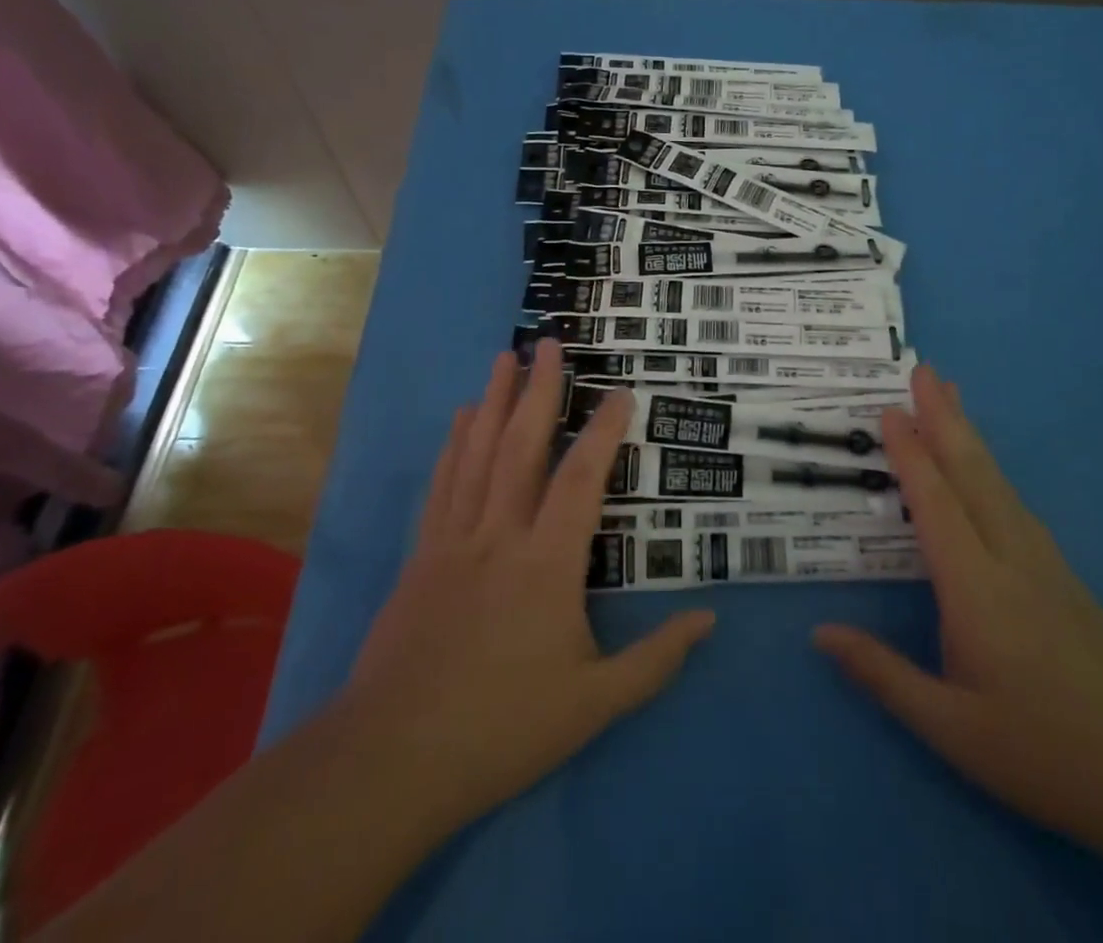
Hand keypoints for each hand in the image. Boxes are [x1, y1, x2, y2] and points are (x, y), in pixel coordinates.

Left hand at [341, 341, 714, 843]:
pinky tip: (461, 418)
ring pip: (478, 454)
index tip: (619, 392)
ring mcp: (455, 540)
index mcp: (547, 563)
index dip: (602, 432)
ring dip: (494, 401)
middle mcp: (500, 534)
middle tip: (548, 343)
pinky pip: (443, 484)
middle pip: (521, 447)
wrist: (392, 758)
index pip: (581, 480)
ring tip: (505, 358)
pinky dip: (454, 444)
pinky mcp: (422, 555)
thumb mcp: (593, 703)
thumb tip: (710, 620)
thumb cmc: (502, 727)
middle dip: (538, 390)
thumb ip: (655, 659)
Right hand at [813, 366, 1102, 856]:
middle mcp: (1012, 559)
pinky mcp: (1063, 575)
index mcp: (977, 590)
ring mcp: (1044, 563)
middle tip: (924, 370)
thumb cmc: (1040, 754)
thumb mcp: (950, 728)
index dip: (910, 455)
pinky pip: (1015, 504)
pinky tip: (984, 469)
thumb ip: (883, 674)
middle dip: (945, 418)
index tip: (889, 410)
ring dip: (969, 435)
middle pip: (973, 474)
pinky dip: (990, 469)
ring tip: (950, 398)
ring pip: (999, 483)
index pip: (936, 505)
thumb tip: (820, 633)